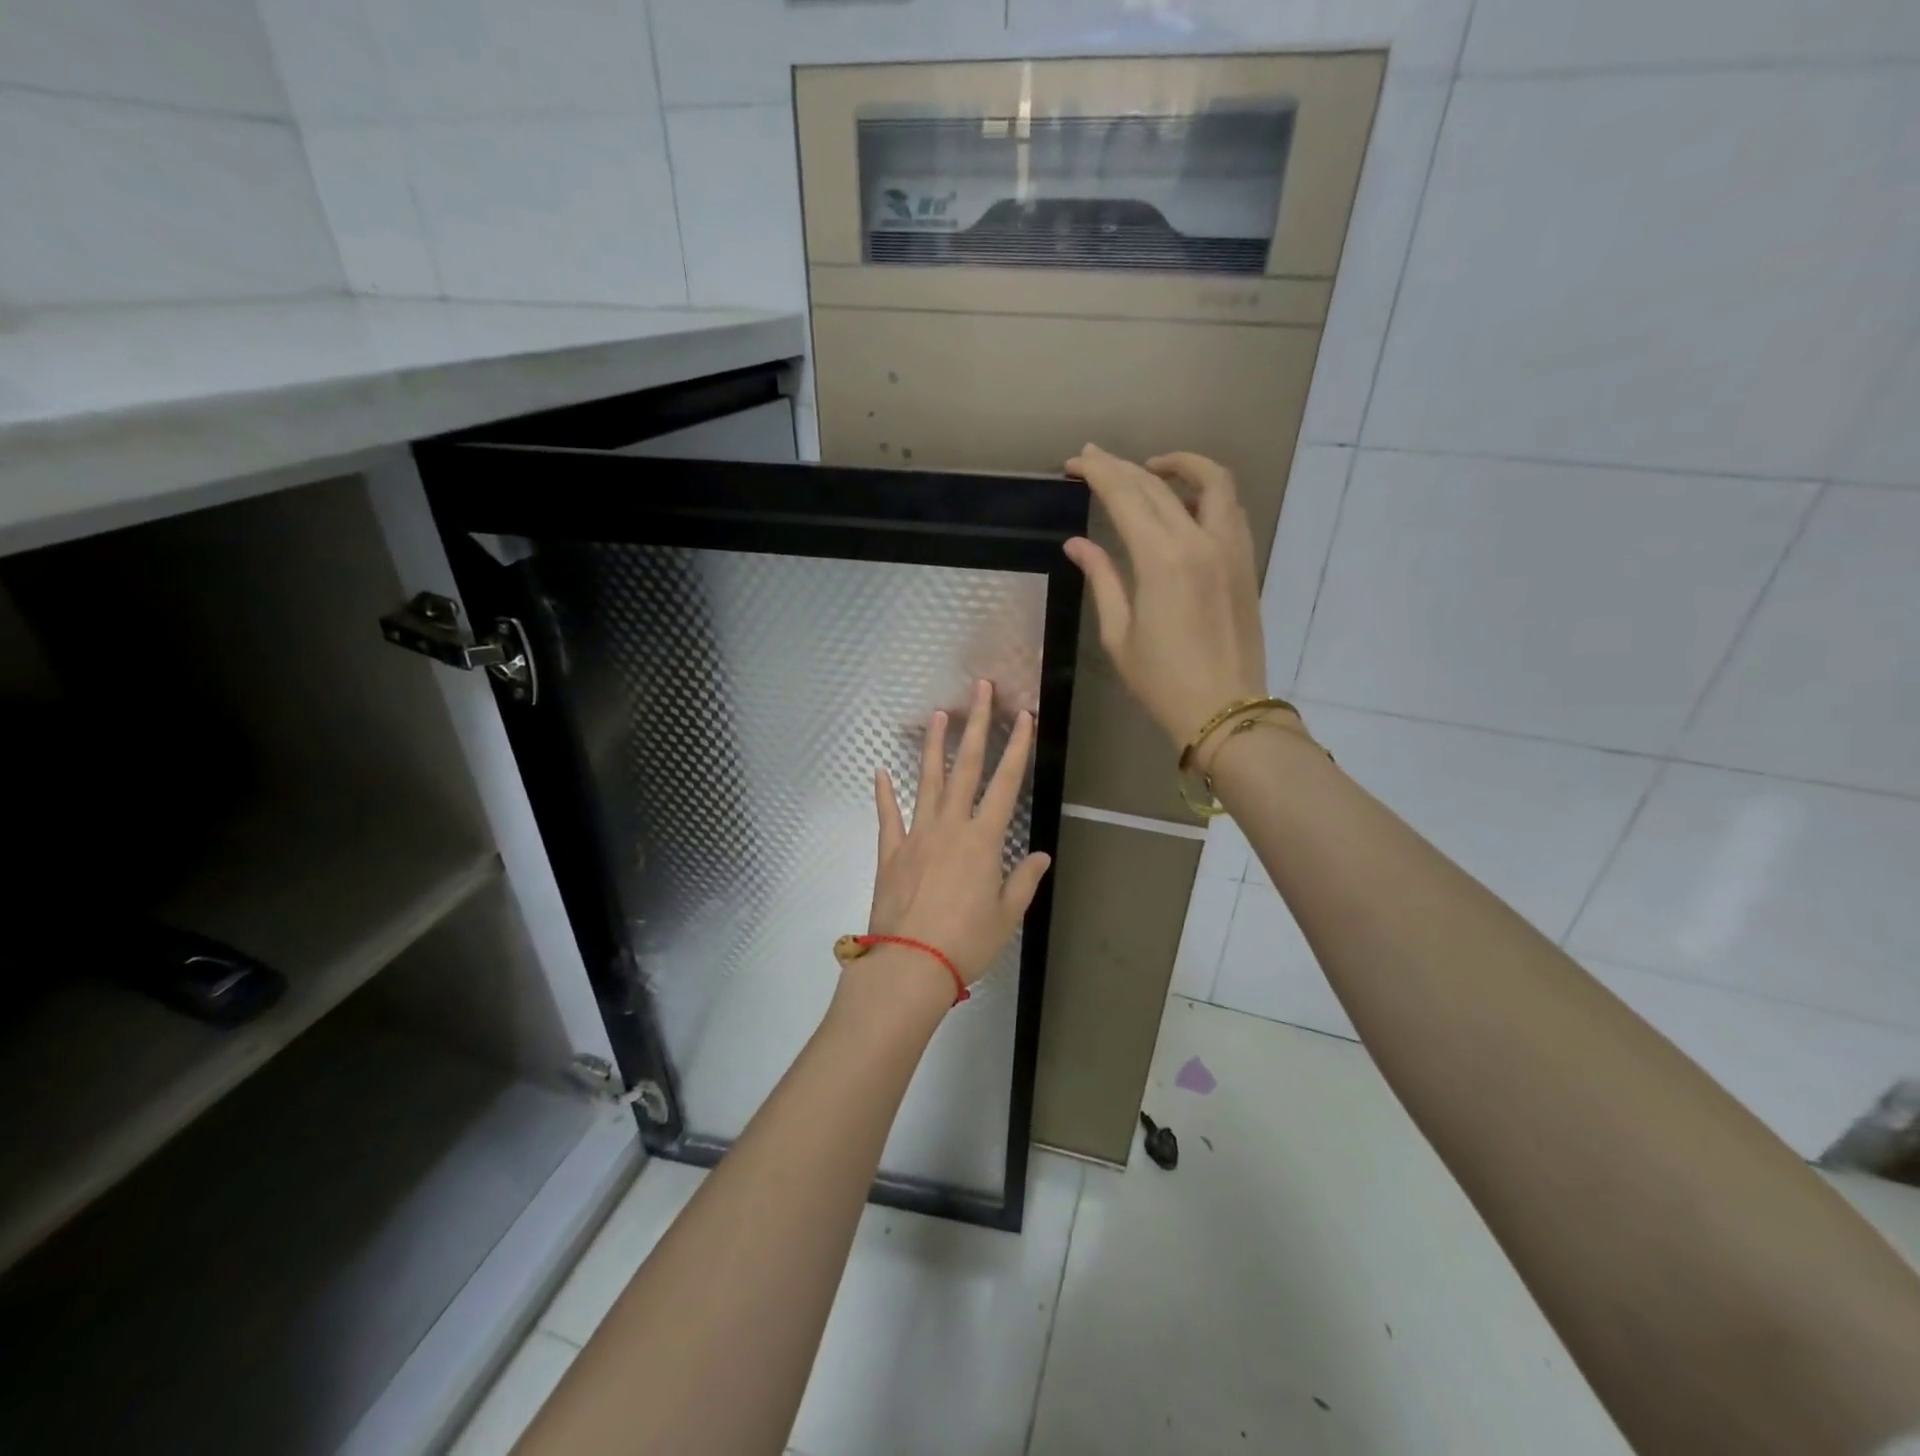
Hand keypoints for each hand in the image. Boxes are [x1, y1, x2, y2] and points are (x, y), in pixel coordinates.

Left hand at [864, 680, 1052, 989]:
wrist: (910, 964)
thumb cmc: (966, 943)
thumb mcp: (1007, 916)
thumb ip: (1024, 881)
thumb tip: (1042, 855)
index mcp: (983, 840)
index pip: (1006, 783)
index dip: (1017, 747)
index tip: (1023, 716)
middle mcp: (950, 826)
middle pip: (966, 767)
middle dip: (977, 725)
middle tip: (980, 690)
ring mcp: (917, 835)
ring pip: (926, 781)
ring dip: (933, 746)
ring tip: (938, 714)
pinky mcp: (891, 852)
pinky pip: (888, 816)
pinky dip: (884, 793)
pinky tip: (879, 771)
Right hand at [1063, 444, 1268, 753]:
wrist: (1226, 710)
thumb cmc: (1163, 681)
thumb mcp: (1119, 635)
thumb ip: (1102, 579)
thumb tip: (1077, 544)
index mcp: (1162, 559)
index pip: (1125, 496)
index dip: (1098, 473)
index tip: (1075, 462)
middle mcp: (1200, 540)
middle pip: (1159, 484)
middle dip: (1123, 466)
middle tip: (1095, 459)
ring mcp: (1230, 548)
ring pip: (1211, 481)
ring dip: (1179, 465)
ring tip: (1150, 469)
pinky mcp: (1246, 561)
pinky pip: (1229, 507)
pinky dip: (1205, 491)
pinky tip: (1184, 502)